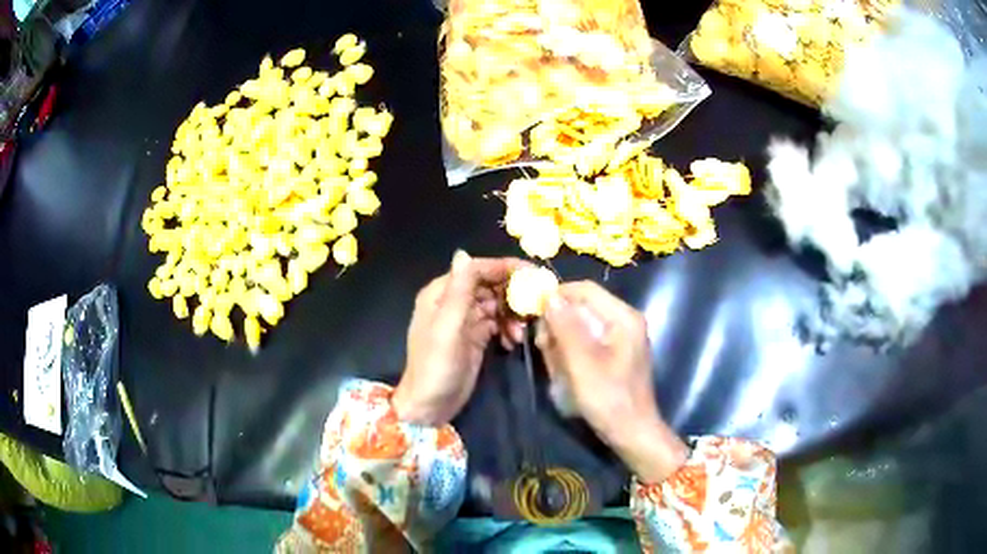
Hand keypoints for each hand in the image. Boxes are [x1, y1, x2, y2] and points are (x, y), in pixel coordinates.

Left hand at [392, 251, 525, 425]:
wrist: (430, 406)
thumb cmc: (436, 366)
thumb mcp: (448, 327)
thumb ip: (459, 291)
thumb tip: (463, 252)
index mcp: (441, 293)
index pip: (476, 269)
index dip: (504, 267)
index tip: (533, 274)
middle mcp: (453, 302)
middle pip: (489, 284)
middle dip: (512, 293)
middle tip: (534, 305)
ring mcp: (465, 320)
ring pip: (496, 304)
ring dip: (512, 314)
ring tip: (519, 333)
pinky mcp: (475, 337)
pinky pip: (497, 322)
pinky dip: (507, 328)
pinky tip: (512, 342)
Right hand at [537, 281, 687, 483]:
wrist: (631, 433)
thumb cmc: (608, 399)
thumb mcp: (582, 363)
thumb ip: (566, 327)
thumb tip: (549, 296)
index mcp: (623, 317)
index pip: (585, 290)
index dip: (557, 296)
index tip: (533, 312)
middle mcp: (624, 321)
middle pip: (582, 307)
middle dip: (558, 325)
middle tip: (543, 347)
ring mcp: (620, 338)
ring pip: (580, 326)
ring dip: (562, 343)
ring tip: (556, 367)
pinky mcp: (614, 354)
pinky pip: (585, 343)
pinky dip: (571, 354)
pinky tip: (565, 373)